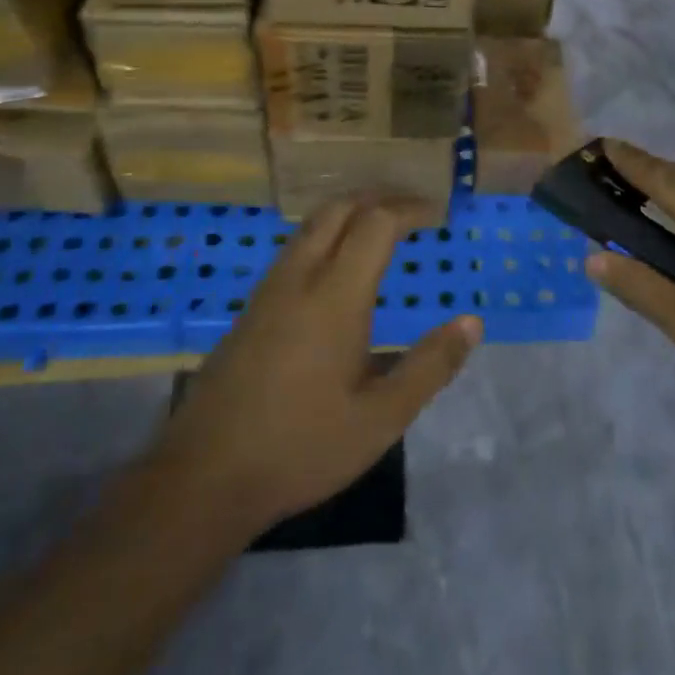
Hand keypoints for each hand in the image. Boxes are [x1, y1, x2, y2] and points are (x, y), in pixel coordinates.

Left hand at [146, 195, 482, 533]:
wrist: (203, 476)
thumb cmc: (301, 446)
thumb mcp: (381, 418)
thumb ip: (430, 366)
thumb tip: (471, 322)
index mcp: (336, 295)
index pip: (377, 222)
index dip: (411, 208)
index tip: (439, 214)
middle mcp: (300, 277)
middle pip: (340, 208)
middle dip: (380, 198)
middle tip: (414, 211)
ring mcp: (269, 290)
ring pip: (312, 224)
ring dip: (350, 212)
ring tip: (382, 229)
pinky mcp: (251, 308)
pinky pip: (295, 247)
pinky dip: (327, 234)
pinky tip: (337, 269)